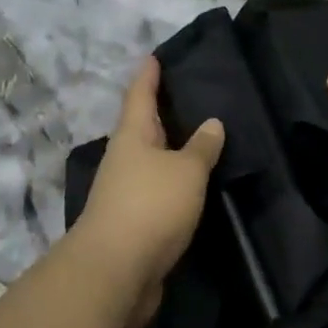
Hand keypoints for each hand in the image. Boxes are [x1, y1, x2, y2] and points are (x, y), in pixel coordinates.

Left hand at [73, 55, 225, 327]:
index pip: (140, 94)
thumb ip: (202, 147)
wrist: (114, 272)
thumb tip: (212, 123)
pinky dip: (173, 182)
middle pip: (142, 126)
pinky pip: (156, 190)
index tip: (154, 56)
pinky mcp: (132, 222)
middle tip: (187, 94)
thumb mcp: (186, 171)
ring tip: (197, 138)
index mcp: (132, 136)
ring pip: (150, 160)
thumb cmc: (151, 206)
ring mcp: (124, 191)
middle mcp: (124, 158)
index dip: (149, 75)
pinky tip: (192, 184)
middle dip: (160, 111)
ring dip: (170, 149)